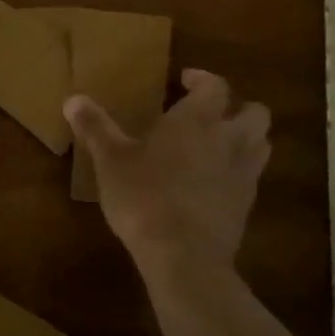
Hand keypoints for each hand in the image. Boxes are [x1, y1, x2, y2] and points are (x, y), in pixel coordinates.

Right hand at [64, 68, 269, 282]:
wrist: (183, 256)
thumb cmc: (143, 196)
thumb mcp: (110, 160)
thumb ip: (95, 127)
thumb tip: (72, 98)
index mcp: (196, 120)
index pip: (216, 86)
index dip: (203, 80)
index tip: (185, 81)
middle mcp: (228, 140)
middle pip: (255, 113)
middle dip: (238, 108)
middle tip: (212, 114)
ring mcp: (243, 174)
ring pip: (262, 144)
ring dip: (247, 139)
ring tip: (220, 146)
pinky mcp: (247, 206)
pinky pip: (253, 178)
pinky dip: (241, 173)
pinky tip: (216, 184)